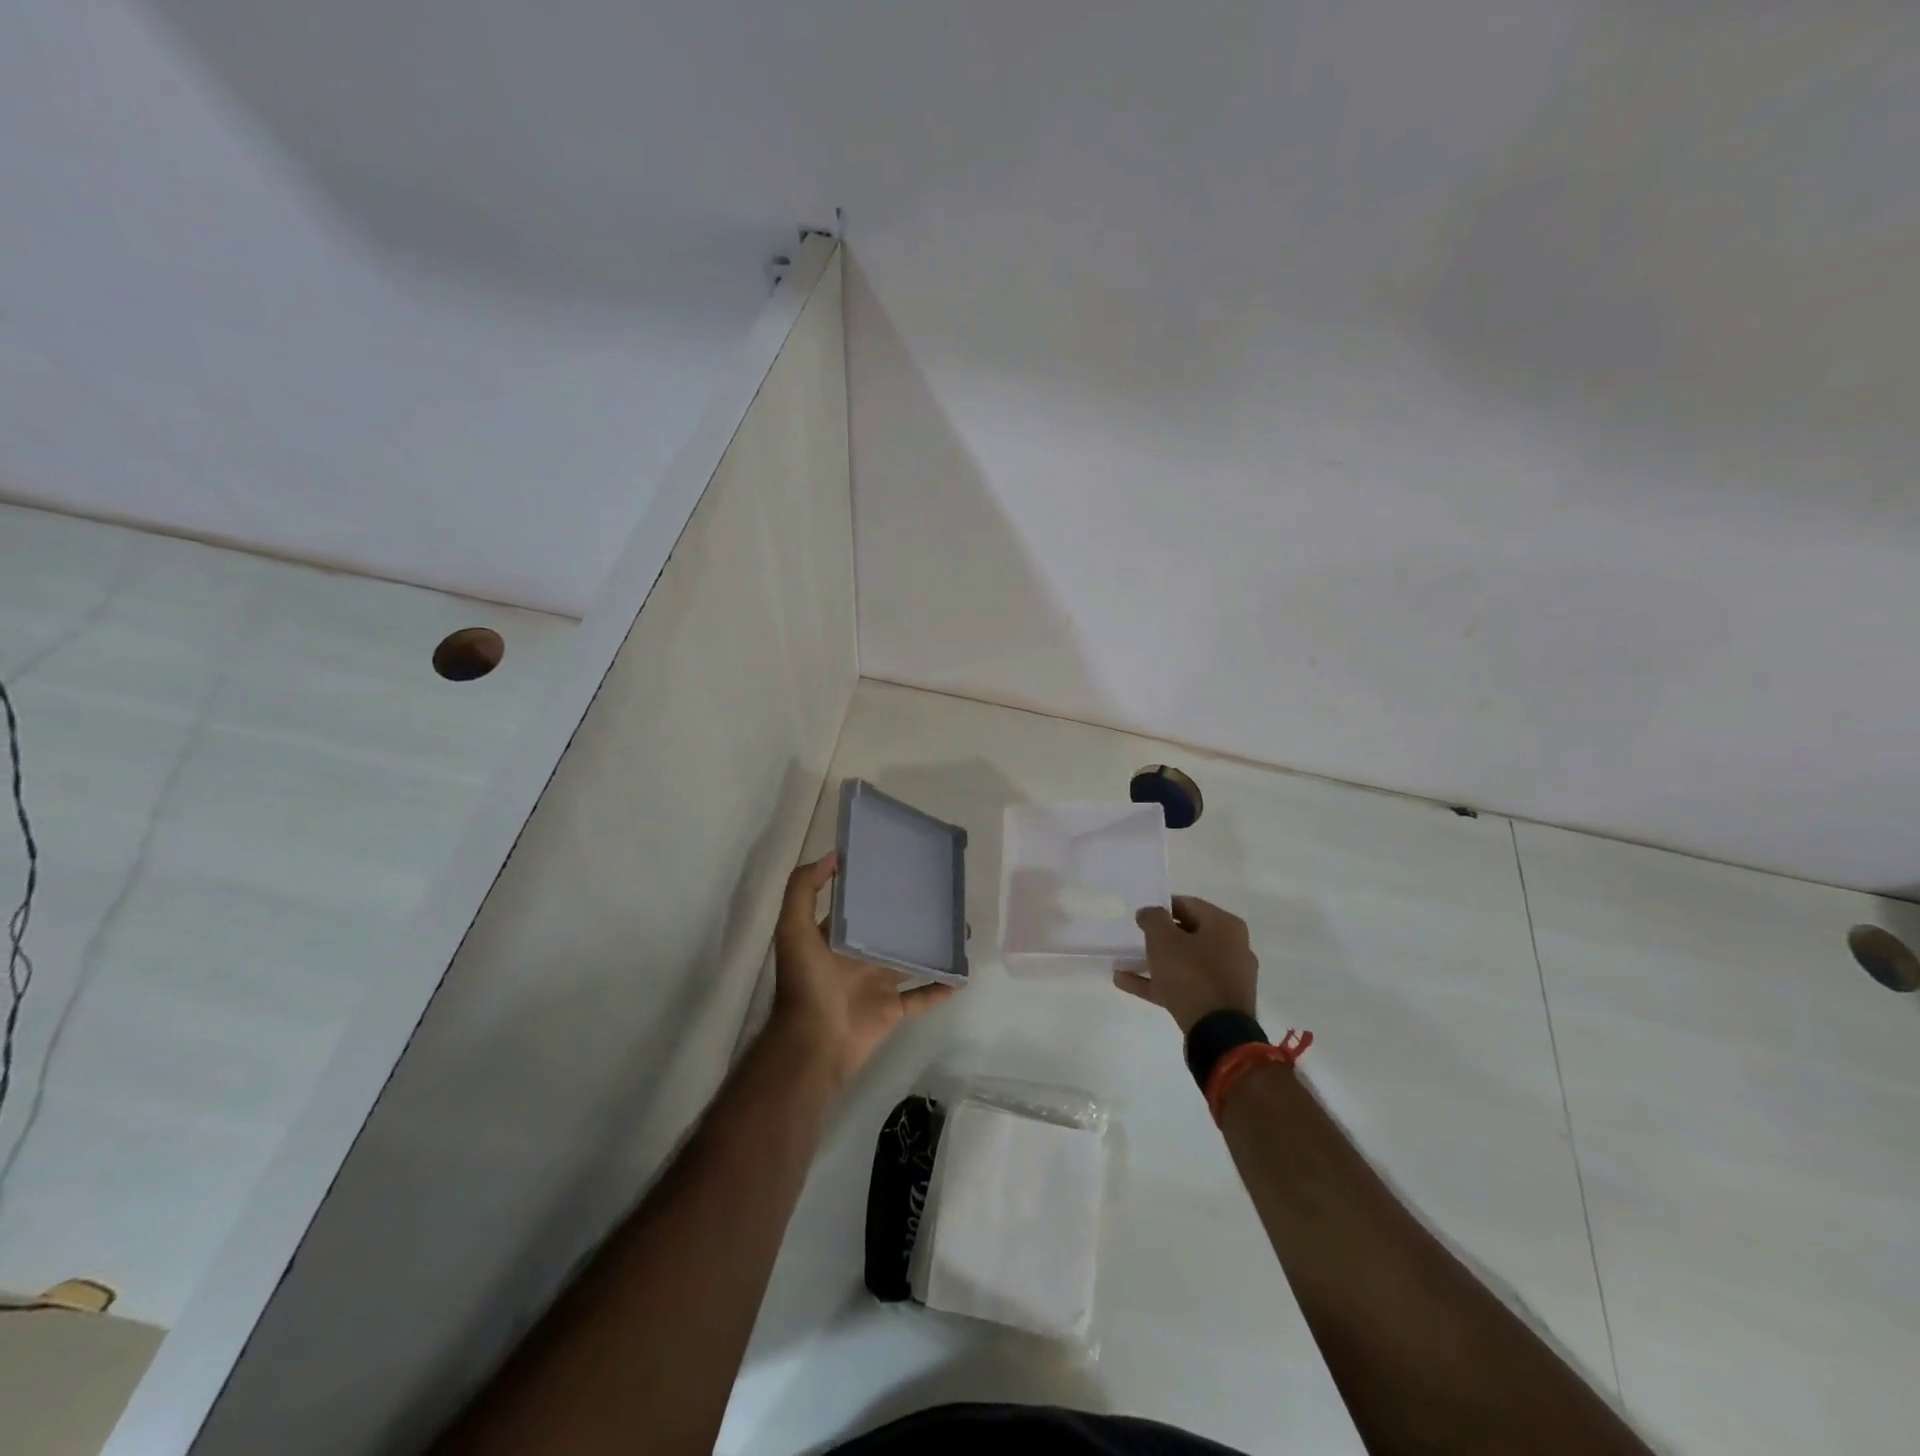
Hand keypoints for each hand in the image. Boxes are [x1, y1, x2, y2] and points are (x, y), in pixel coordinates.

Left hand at [771, 852, 956, 1085]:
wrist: (814, 1042)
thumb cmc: (805, 983)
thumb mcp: (793, 929)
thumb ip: (803, 890)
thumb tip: (832, 856)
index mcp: (836, 937)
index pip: (859, 906)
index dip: (876, 887)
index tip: (902, 866)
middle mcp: (859, 956)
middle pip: (891, 930)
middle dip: (913, 915)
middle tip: (943, 896)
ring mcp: (878, 983)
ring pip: (912, 960)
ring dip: (933, 947)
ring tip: (960, 929)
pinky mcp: (893, 1009)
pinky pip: (922, 996)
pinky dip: (941, 986)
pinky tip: (961, 974)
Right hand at [1114, 895, 1258, 1033]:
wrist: (1218, 1033)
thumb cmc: (1191, 975)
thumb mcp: (1163, 939)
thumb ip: (1153, 918)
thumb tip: (1149, 912)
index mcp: (1225, 926)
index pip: (1189, 905)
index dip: (1162, 906)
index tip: (1141, 915)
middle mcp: (1232, 947)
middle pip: (1189, 934)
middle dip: (1160, 936)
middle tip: (1137, 936)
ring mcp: (1227, 977)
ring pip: (1186, 962)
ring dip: (1156, 961)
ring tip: (1125, 962)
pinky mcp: (1218, 1002)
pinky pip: (1185, 985)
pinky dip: (1160, 983)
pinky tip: (1127, 982)